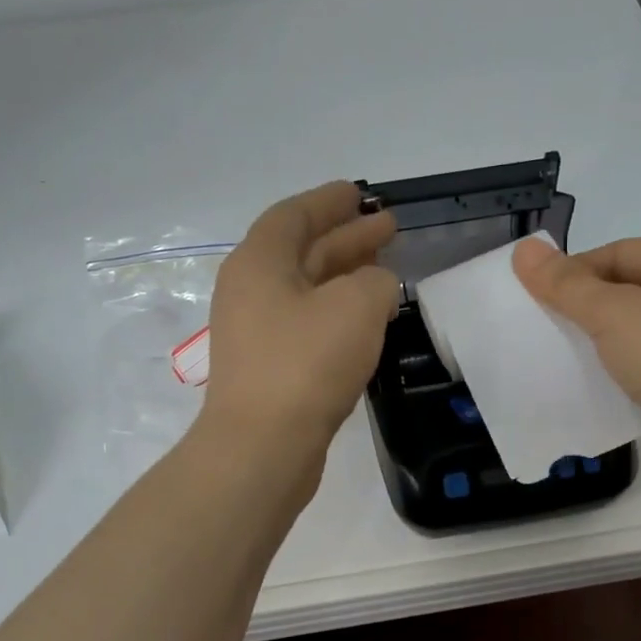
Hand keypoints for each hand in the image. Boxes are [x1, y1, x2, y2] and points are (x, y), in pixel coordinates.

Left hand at [202, 181, 398, 467]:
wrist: (263, 447)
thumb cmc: (306, 363)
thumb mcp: (356, 306)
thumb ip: (375, 282)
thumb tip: (375, 288)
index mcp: (259, 262)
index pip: (294, 216)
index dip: (329, 202)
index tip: (360, 194)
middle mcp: (251, 291)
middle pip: (303, 251)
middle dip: (347, 237)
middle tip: (388, 227)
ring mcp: (257, 333)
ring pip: (308, 290)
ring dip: (346, 275)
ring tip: (386, 268)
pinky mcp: (271, 368)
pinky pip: (309, 324)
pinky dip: (339, 313)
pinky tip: (368, 320)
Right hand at [512, 235, 640, 492]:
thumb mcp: (612, 313)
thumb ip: (566, 283)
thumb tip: (523, 249)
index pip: (624, 251)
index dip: (577, 269)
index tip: (540, 295)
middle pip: (636, 286)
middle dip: (590, 304)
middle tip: (550, 323)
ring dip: (606, 337)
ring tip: (569, 352)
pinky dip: (626, 366)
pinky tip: (600, 381)